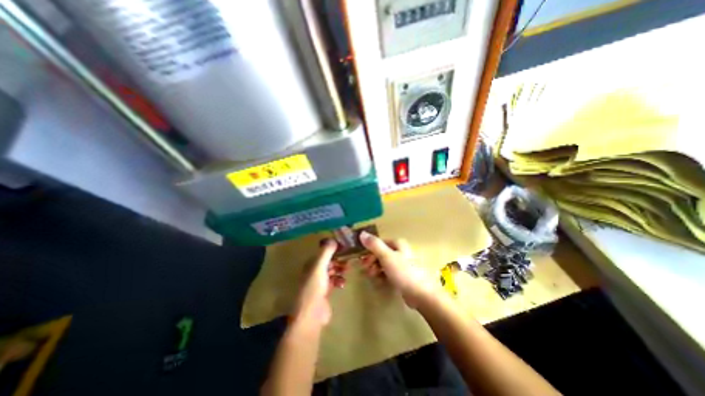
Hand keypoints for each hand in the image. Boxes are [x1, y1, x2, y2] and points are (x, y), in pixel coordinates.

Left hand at [293, 240, 345, 328]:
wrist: (311, 315)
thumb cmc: (314, 288)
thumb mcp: (319, 267)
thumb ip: (326, 253)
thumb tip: (333, 239)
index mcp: (310, 264)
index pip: (323, 252)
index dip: (333, 248)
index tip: (345, 246)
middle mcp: (314, 271)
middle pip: (328, 261)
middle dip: (338, 259)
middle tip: (349, 257)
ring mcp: (319, 282)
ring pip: (331, 271)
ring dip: (339, 269)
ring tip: (347, 269)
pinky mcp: (325, 292)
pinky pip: (334, 281)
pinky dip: (339, 280)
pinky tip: (343, 283)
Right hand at [361, 232, 438, 309]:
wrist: (422, 295)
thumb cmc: (404, 273)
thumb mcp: (387, 257)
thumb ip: (374, 245)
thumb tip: (361, 233)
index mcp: (398, 244)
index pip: (379, 243)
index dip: (370, 250)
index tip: (363, 260)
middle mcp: (400, 251)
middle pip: (381, 253)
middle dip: (372, 261)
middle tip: (366, 270)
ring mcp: (402, 264)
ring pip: (384, 263)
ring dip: (376, 269)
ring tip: (373, 276)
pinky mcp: (403, 275)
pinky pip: (389, 272)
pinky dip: (383, 275)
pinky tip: (380, 281)